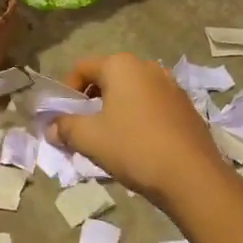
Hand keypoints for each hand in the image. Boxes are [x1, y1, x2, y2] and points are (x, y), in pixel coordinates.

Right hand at [49, 53, 228, 207]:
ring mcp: (171, 86)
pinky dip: (138, 119)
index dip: (66, 91)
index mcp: (122, 66)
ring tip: (109, 140)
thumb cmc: (133, 147)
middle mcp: (148, 67)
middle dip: (91, 102)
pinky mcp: (186, 107)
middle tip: (83, 129)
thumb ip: (64, 127)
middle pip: (108, 78)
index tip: (63, 117)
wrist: (192, 177)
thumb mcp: (89, 138)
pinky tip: (137, 146)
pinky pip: (152, 106)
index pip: (82, 68)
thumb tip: (51, 128)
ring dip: (115, 111)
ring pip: (131, 93)